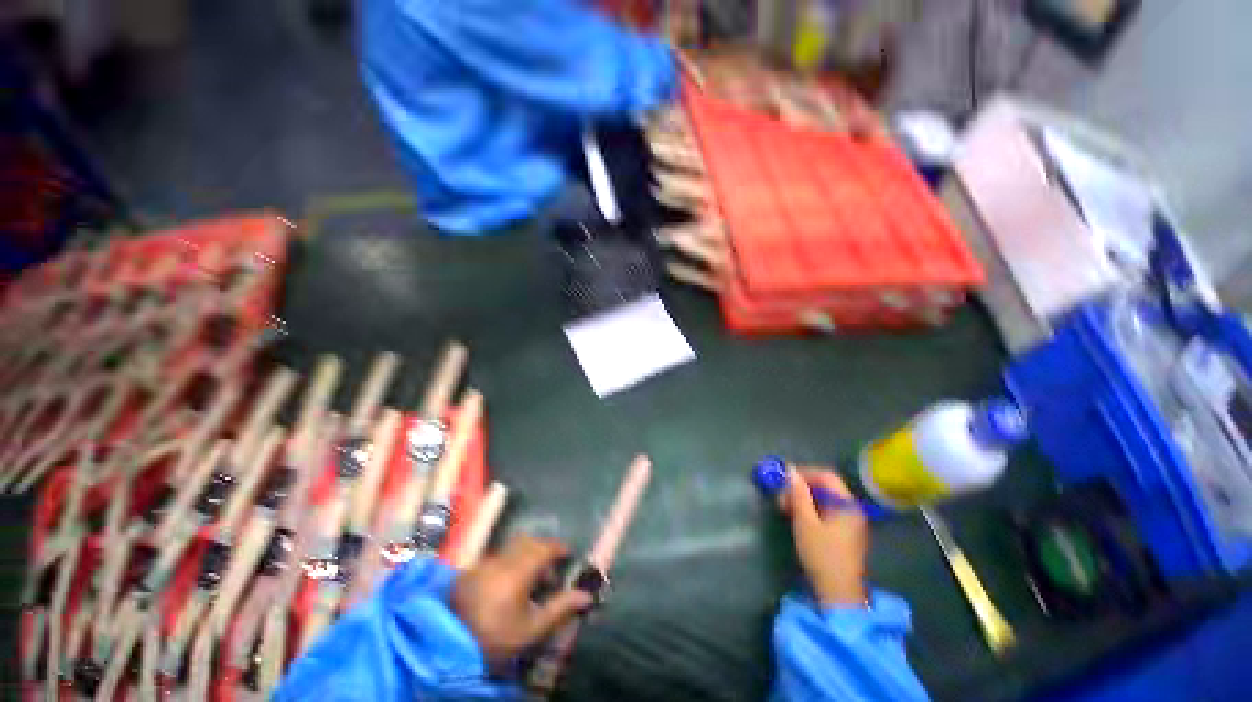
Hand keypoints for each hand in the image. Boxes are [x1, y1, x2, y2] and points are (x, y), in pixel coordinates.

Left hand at [451, 535, 593, 668]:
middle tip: (550, 571)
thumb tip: (587, 595)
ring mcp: (484, 563)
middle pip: (529, 542)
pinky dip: (509, 561)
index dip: (559, 548)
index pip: (545, 548)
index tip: (568, 554)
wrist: (450, 646)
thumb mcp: (532, 628)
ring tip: (530, 579)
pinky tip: (508, 583)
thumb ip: (560, 608)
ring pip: (512, 547)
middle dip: (543, 550)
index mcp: (518, 571)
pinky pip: (497, 556)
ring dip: (526, 554)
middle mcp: (501, 559)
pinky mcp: (471, 570)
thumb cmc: (497, 638)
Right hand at [778, 467, 869, 606]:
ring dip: (803, 499)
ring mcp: (850, 522)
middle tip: (781, 497)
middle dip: (801, 487)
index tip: (783, 480)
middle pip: (825, 486)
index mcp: (847, 504)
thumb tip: (790, 470)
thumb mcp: (805, 522)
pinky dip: (810, 510)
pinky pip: (826, 511)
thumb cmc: (822, 555)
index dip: (804, 473)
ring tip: (785, 507)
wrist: (838, 594)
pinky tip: (797, 517)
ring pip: (824, 499)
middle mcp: (852, 509)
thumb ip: (798, 494)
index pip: (826, 475)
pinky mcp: (844, 533)